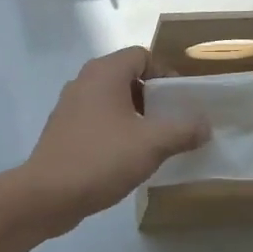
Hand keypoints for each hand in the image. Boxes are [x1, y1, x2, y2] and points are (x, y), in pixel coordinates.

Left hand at [18, 48, 208, 235]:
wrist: (47, 195)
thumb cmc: (102, 158)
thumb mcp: (152, 144)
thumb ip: (184, 130)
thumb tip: (205, 125)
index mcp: (104, 73)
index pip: (141, 56)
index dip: (165, 73)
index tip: (181, 100)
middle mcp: (84, 82)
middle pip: (127, 77)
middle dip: (153, 97)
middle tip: (173, 122)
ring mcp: (69, 107)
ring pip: (111, 101)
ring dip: (135, 116)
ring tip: (154, 142)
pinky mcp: (62, 131)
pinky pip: (97, 120)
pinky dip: (115, 130)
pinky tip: (127, 157)